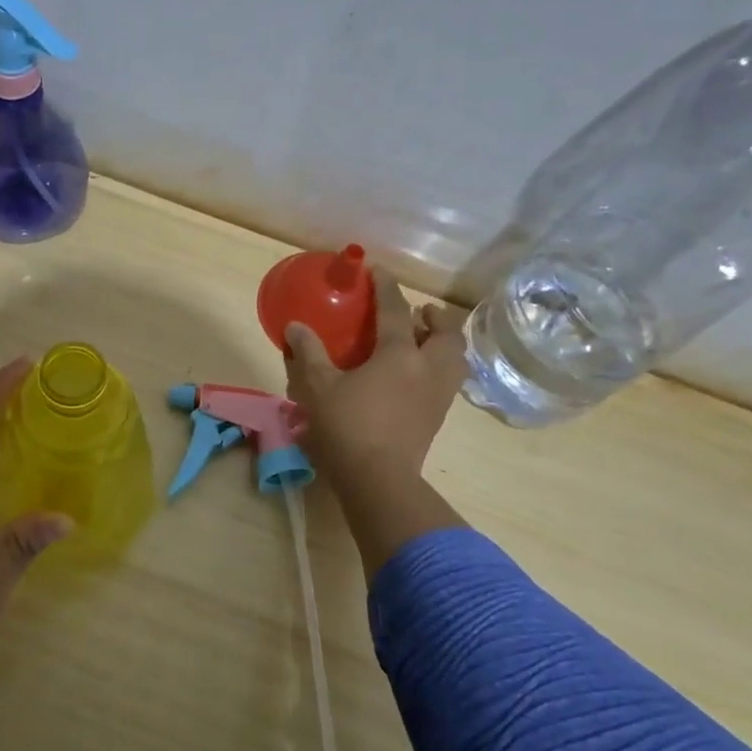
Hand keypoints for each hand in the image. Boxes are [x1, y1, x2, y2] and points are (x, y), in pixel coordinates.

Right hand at [284, 270, 468, 491]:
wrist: (378, 479)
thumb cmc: (347, 427)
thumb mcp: (318, 387)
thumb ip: (309, 353)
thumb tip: (295, 327)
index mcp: (399, 354)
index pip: (396, 310)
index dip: (386, 286)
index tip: (379, 270)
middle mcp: (427, 368)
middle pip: (446, 332)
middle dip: (436, 317)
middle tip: (419, 312)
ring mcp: (438, 395)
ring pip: (456, 358)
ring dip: (444, 342)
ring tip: (424, 341)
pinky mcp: (437, 418)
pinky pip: (449, 380)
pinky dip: (440, 366)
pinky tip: (417, 375)